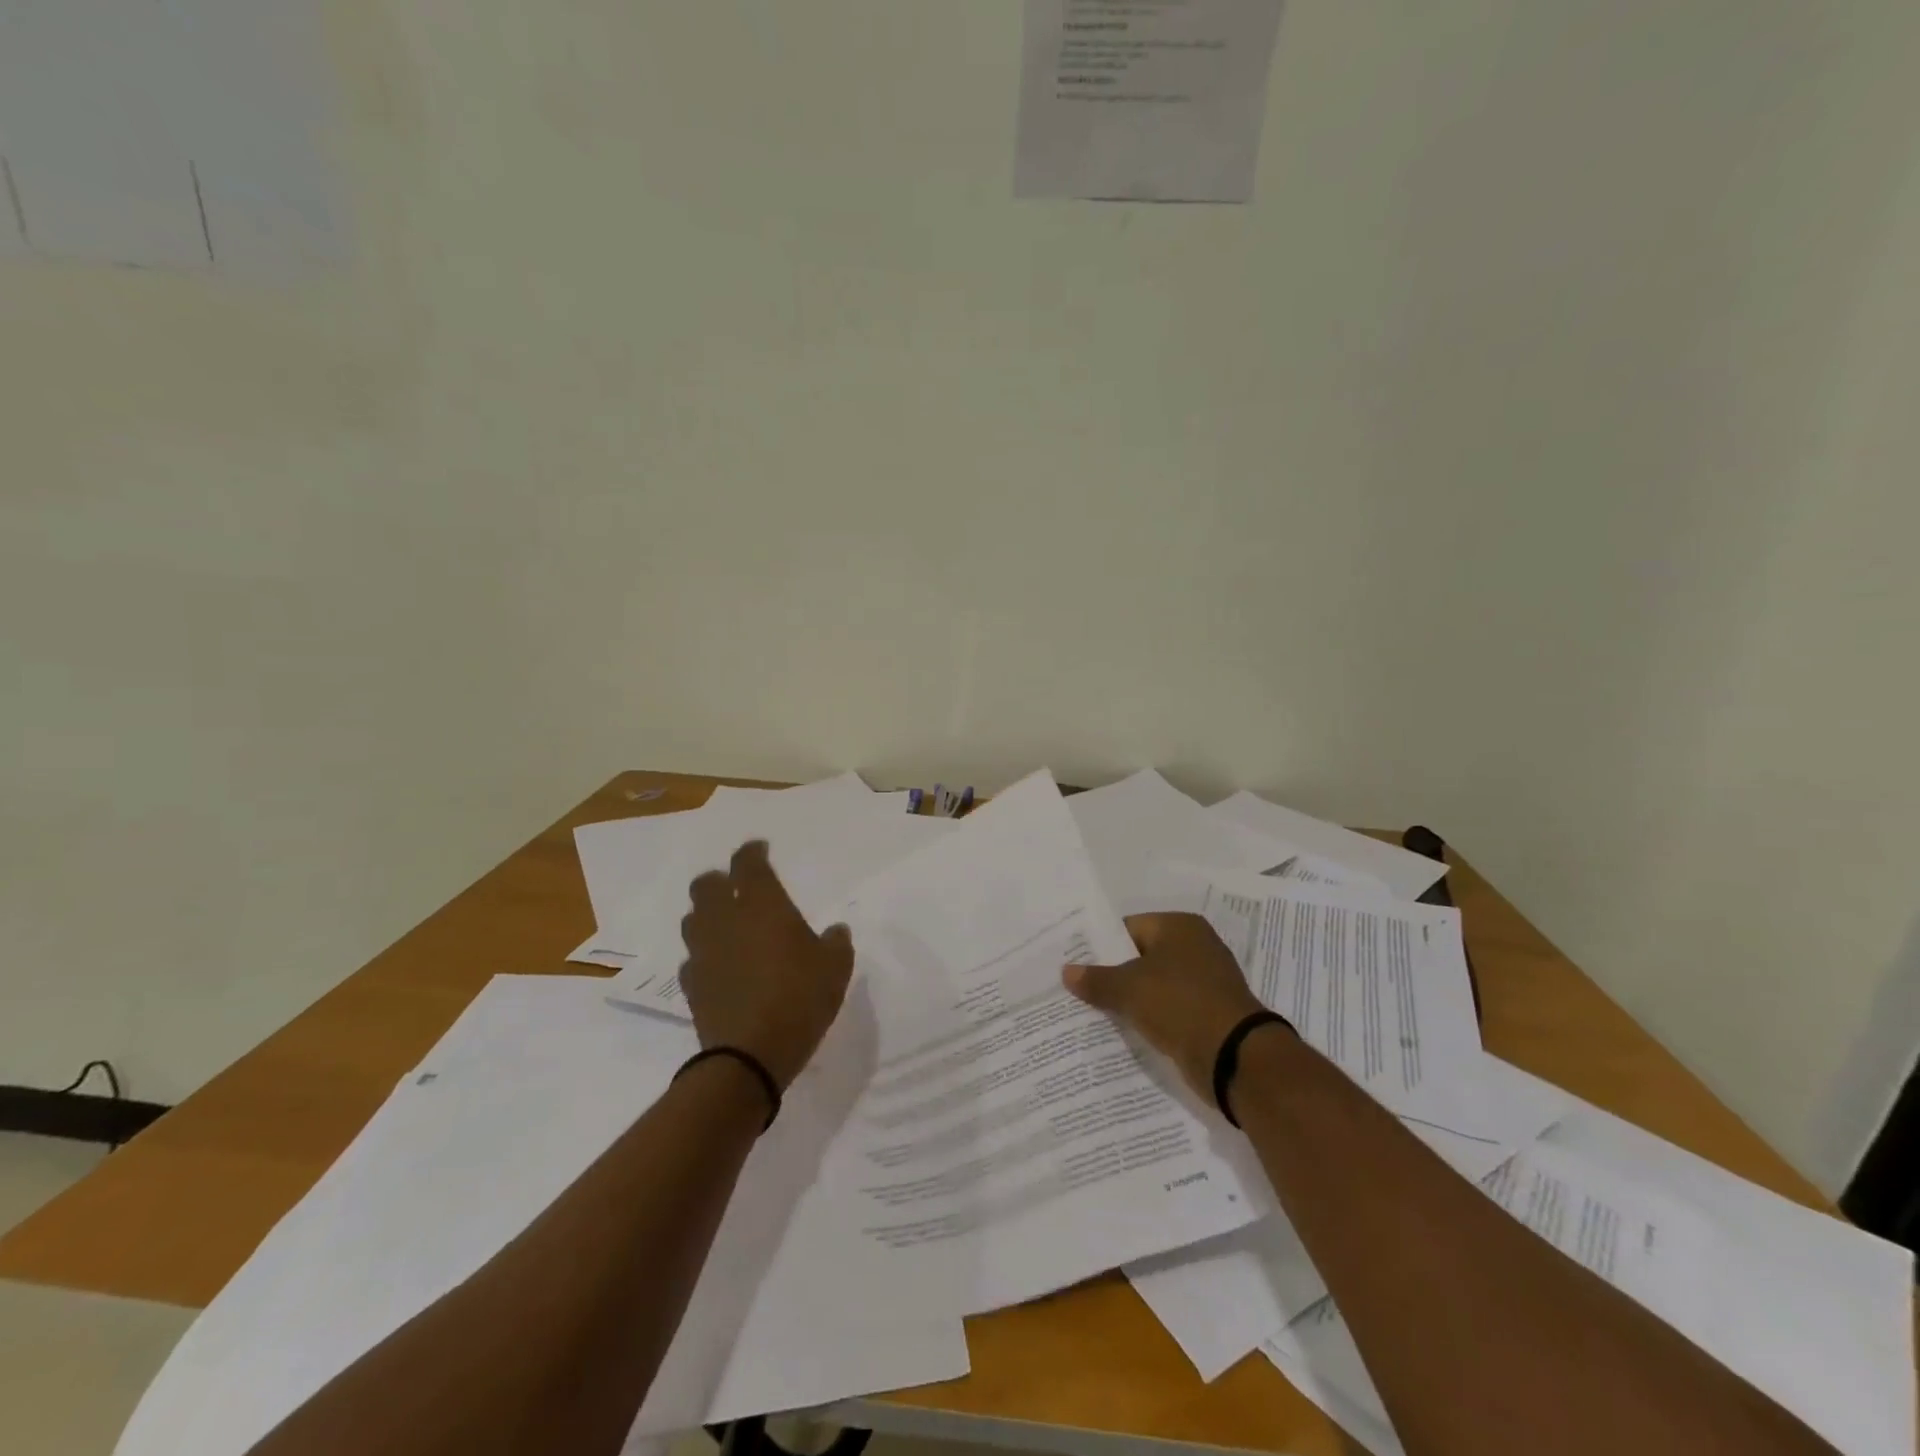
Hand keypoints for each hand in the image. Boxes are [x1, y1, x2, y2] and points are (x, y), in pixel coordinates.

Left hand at [678, 841, 854, 1090]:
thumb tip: (835, 931)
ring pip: (694, 918)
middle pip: (707, 885)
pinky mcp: (692, 984)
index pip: (748, 863)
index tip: (760, 849)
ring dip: (708, 914)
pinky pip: (693, 957)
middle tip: (739, 887)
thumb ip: (836, 942)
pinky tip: (721, 965)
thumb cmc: (799, 999)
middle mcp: (725, 920)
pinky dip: (706, 953)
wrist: (748, 1057)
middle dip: (721, 879)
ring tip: (728, 925)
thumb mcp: (835, 968)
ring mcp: (703, 952)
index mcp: (761, 905)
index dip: (752, 851)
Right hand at [1062, 912, 1276, 1096]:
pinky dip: (1150, 1017)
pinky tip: (1125, 1029)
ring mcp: (1205, 981)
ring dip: (1131, 998)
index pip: (1128, 928)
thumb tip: (1066, 971)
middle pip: (1140, 956)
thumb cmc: (1180, 1004)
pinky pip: (1169, 1009)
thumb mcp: (1129, 989)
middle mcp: (1196, 946)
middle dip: (1112, 973)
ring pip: (1154, 985)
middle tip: (1078, 988)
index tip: (1074, 963)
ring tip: (1093, 1010)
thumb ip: (1096, 979)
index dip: (1099, 945)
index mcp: (1179, 927)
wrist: (1235, 1058)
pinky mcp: (1208, 1013)